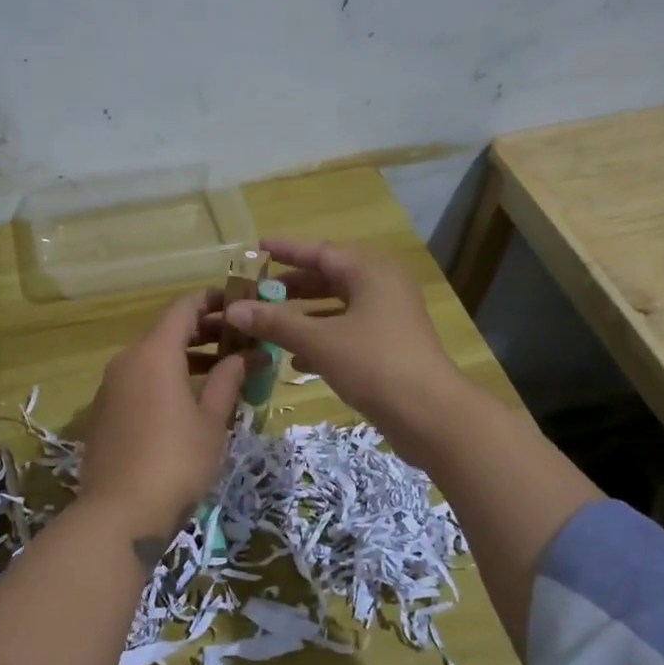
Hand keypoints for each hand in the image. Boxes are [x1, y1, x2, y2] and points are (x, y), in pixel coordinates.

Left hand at [80, 291, 246, 539]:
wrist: (119, 513)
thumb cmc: (176, 461)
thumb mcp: (211, 420)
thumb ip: (229, 380)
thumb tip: (249, 354)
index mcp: (154, 353)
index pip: (184, 307)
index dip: (213, 300)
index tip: (240, 304)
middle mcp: (126, 360)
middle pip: (167, 331)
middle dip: (205, 332)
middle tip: (240, 341)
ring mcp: (110, 387)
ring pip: (152, 358)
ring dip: (186, 357)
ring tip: (222, 372)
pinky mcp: (103, 412)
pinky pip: (139, 381)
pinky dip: (165, 379)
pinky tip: (189, 401)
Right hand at [221, 238, 464, 457]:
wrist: (430, 415)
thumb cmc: (375, 364)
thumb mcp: (319, 340)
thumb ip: (276, 322)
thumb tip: (234, 309)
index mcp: (370, 272)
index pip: (320, 251)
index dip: (286, 250)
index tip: (255, 249)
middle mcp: (381, 287)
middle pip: (329, 278)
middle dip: (291, 287)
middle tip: (255, 292)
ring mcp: (387, 319)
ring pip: (336, 308)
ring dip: (302, 316)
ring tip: (266, 323)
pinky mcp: (388, 348)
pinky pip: (346, 334)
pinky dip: (320, 340)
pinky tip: (293, 359)